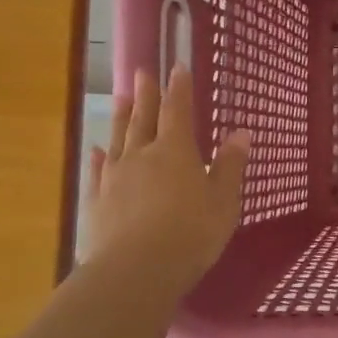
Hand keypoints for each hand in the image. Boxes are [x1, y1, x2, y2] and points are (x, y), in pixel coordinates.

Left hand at [79, 64, 250, 302]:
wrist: (136, 270)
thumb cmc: (191, 233)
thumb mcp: (223, 201)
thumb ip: (230, 166)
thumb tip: (241, 132)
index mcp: (176, 151)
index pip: (178, 111)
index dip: (179, 89)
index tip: (177, 68)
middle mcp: (142, 155)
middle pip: (143, 118)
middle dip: (145, 95)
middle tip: (142, 72)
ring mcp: (115, 177)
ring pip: (118, 139)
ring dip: (120, 117)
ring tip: (120, 98)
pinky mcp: (96, 201)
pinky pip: (97, 171)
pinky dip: (98, 157)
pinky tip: (96, 150)